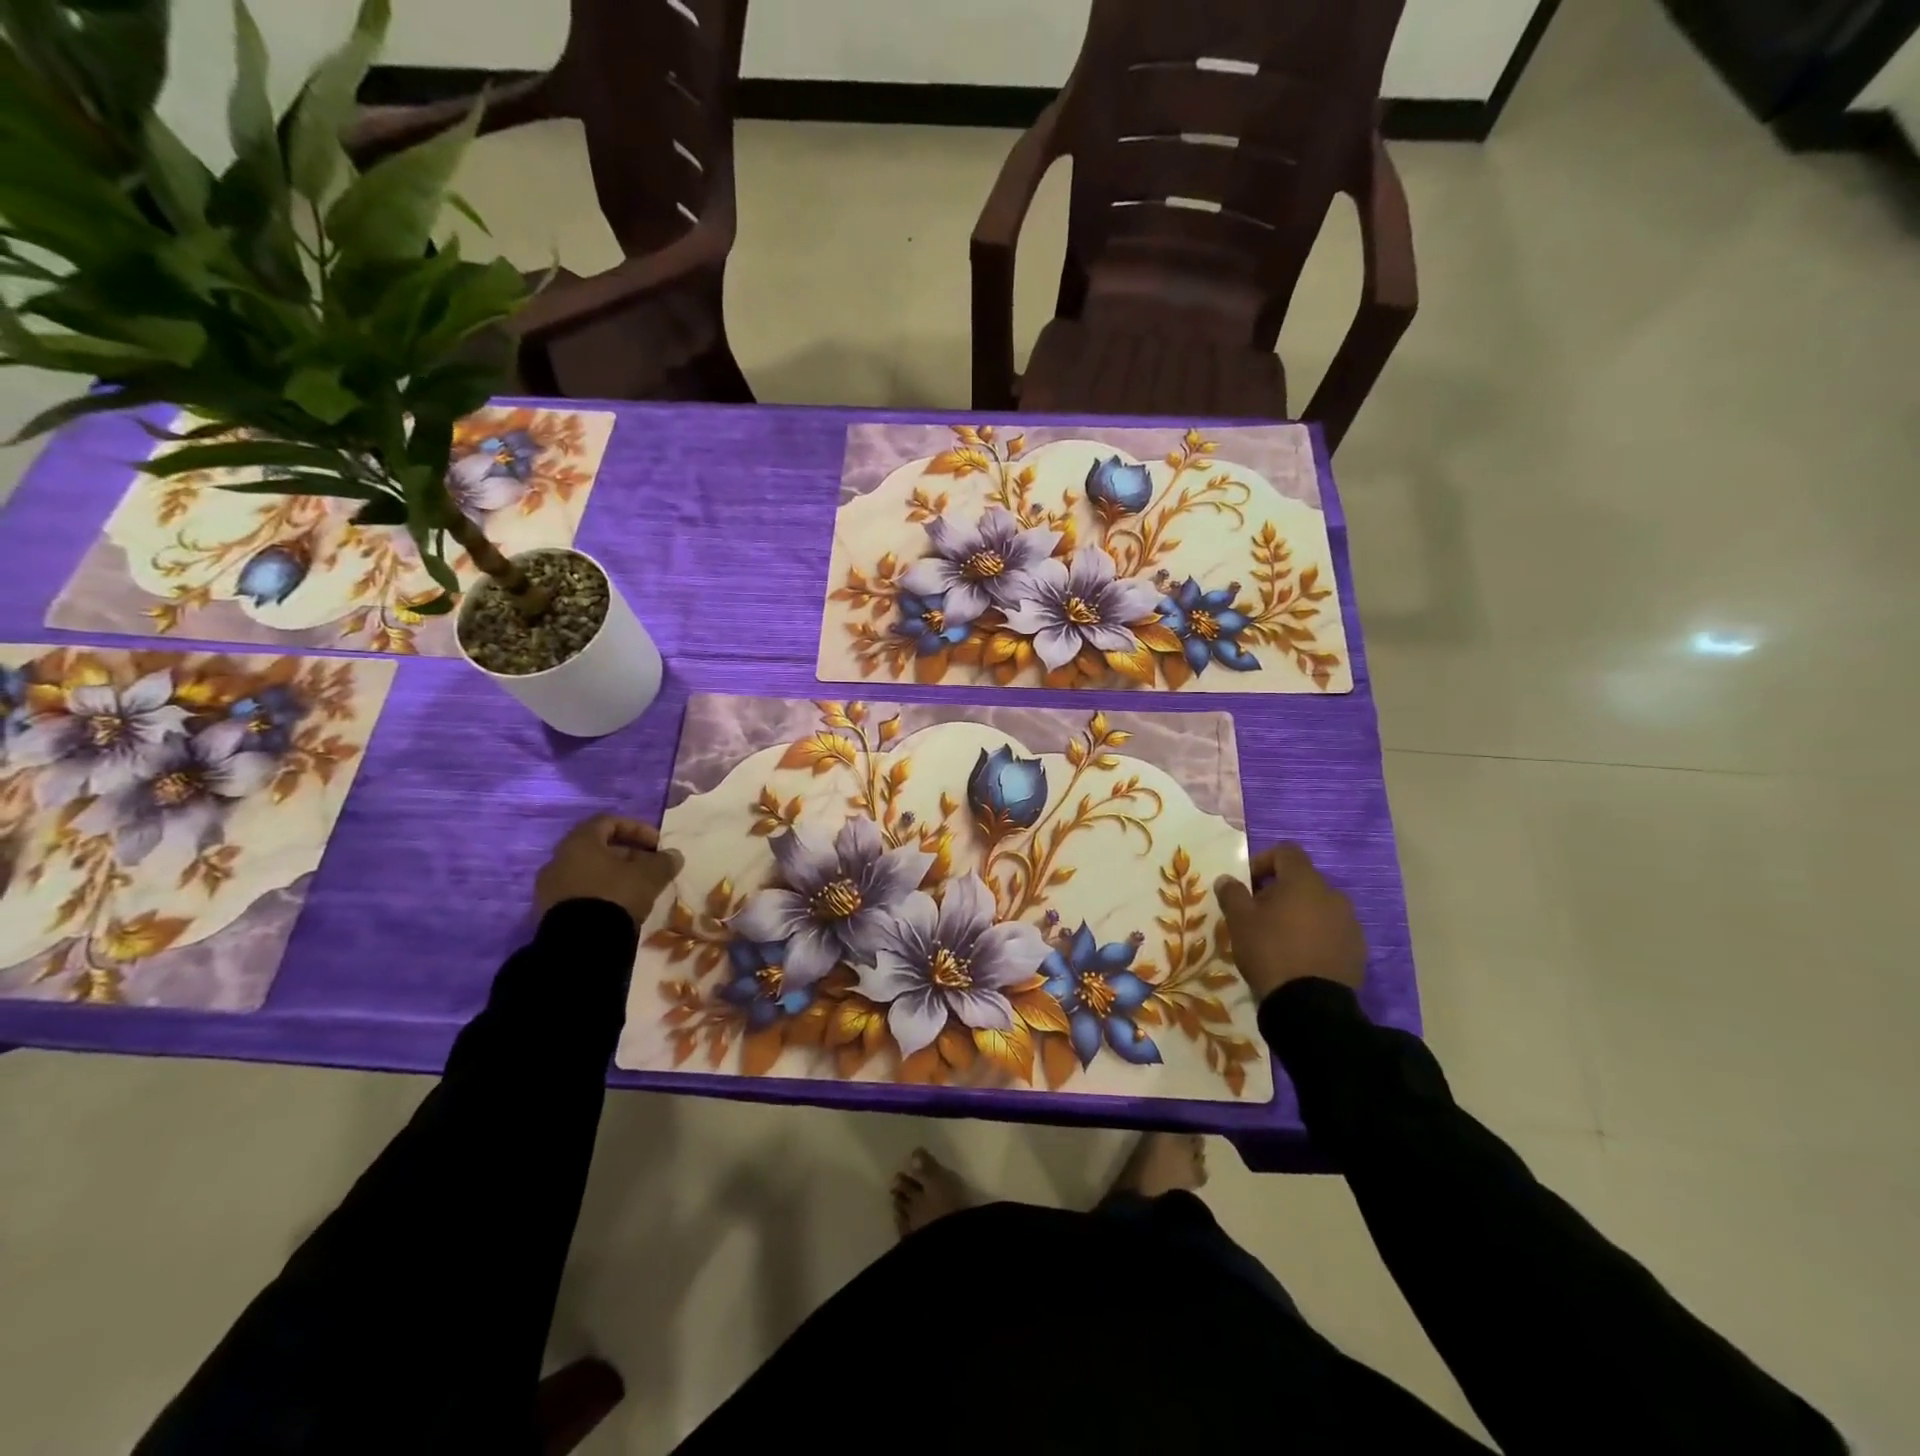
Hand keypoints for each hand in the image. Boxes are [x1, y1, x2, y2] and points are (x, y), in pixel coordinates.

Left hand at [535, 814, 682, 927]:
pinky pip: (579, 894)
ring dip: (613, 876)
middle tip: (650, 869)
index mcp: (580, 842)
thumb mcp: (650, 876)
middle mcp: (558, 860)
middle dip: (628, 855)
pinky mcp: (548, 913)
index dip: (637, 829)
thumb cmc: (615, 895)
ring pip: (588, 873)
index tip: (657, 844)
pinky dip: (600, 894)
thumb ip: (664, 862)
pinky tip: (618, 908)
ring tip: (637, 891)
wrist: (580, 944)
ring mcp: (550, 888)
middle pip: (597, 848)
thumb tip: (674, 855)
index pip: (608, 822)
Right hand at [1213, 843, 1365, 1001]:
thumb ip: (1232, 893)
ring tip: (1279, 938)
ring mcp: (1349, 922)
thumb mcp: (1239, 921)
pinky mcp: (1357, 949)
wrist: (1310, 1006)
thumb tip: (1227, 878)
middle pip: (1302, 880)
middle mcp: (1333, 895)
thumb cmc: (1270, 952)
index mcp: (1304, 881)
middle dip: (1279, 891)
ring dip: (1298, 913)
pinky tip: (1299, 957)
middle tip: (1258, 915)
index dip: (1263, 860)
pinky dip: (1315, 935)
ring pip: (1318, 906)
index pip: (1286, 851)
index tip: (1247, 884)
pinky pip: (1331, 930)